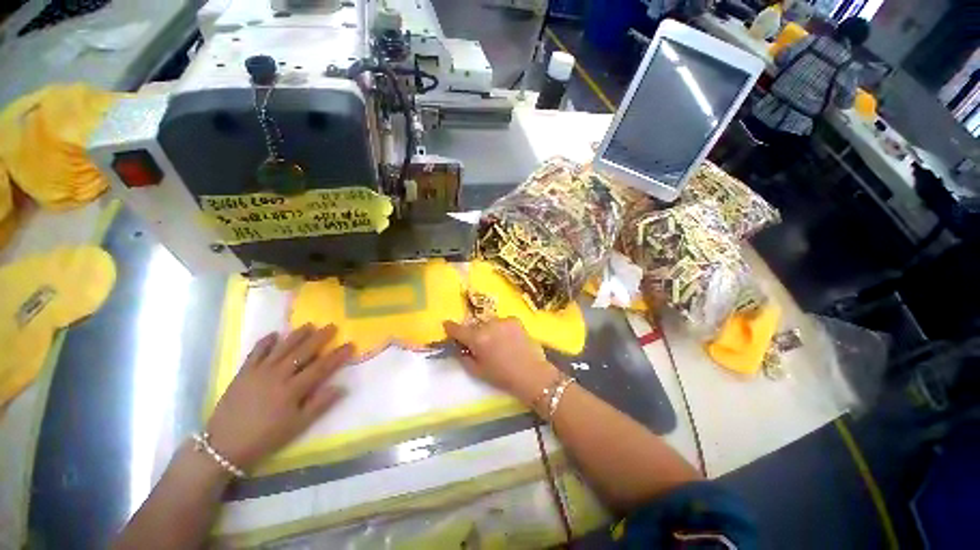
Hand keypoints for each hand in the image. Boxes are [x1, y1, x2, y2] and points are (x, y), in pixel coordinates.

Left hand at [206, 324, 353, 470]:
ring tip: (309, 325)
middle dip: (320, 338)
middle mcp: (278, 375)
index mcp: (292, 389)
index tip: (350, 344)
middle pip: (303, 352)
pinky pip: (256, 352)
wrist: (223, 445)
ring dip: (296, 335)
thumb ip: (320, 405)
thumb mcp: (297, 426)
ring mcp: (259, 372)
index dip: (337, 355)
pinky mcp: (243, 373)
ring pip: (282, 348)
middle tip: (332, 326)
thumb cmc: (265, 437)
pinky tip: (274, 334)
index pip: (321, 367)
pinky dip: (265, 342)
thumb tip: (342, 387)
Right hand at [443, 318, 558, 406]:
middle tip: (480, 344)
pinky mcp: (515, 319)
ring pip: (489, 323)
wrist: (531, 373)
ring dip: (489, 330)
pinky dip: (502, 329)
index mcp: (477, 338)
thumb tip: (459, 347)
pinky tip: (509, 340)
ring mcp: (503, 320)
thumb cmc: (502, 376)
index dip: (450, 327)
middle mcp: (489, 325)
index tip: (446, 325)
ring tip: (498, 343)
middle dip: (474, 333)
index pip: (458, 329)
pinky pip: (502, 322)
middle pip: (475, 326)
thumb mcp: (477, 371)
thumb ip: (464, 357)